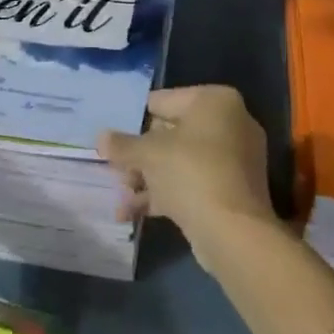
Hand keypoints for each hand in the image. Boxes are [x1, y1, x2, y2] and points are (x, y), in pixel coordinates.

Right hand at [97, 86, 275, 264]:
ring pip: (180, 162)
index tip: (114, 137)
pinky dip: (166, 195)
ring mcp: (233, 159)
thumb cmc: (191, 172)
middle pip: (172, 133)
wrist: (234, 232)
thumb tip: (100, 137)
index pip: (164, 100)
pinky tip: (131, 214)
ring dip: (148, 179)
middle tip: (115, 172)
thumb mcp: (148, 154)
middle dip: (141, 156)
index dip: (135, 119)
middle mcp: (230, 122)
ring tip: (120, 198)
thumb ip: (122, 145)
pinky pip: (192, 184)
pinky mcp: (232, 192)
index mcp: (215, 101)